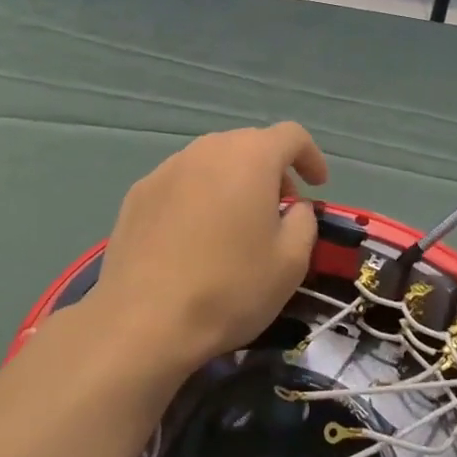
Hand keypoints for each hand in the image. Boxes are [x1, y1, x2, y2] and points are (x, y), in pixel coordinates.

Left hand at [88, 124, 329, 379]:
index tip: (317, 186)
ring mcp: (167, 168)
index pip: (291, 135)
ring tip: (235, 225)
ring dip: (232, 182)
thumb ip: (304, 222)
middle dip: (271, 171)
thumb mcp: (290, 263)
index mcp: (250, 157)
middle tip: (279, 210)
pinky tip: (193, 238)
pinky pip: (181, 183)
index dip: (311, 156)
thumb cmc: (229, 288)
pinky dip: (198, 198)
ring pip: (212, 162)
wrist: (142, 320)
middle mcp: (208, 149)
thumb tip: (294, 207)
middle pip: (249, 145)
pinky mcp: (138, 192)